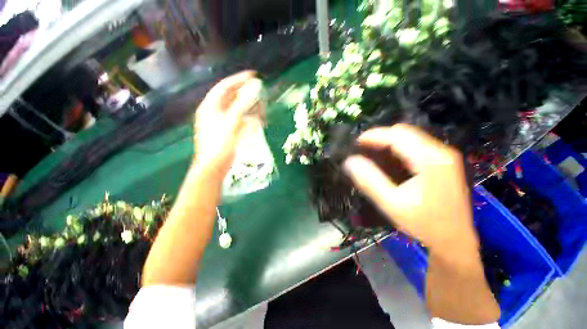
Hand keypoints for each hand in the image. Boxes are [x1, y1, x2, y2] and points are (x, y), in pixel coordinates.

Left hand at [193, 71, 259, 177]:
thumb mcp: (231, 123)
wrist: (214, 168)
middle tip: (260, 93)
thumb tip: (254, 88)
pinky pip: (239, 120)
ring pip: (237, 109)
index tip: (253, 75)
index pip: (225, 87)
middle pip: (232, 98)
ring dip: (249, 107)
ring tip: (262, 108)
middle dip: (246, 94)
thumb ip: (242, 105)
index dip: (239, 79)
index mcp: (211, 107)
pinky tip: (257, 121)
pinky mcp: (227, 132)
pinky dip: (248, 118)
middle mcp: (214, 112)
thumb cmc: (220, 145)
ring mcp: (221, 122)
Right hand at [343, 124, 478, 253]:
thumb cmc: (424, 224)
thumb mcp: (391, 203)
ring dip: (389, 142)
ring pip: (411, 137)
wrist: (454, 241)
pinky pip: (417, 146)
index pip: (397, 136)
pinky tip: (389, 160)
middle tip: (362, 149)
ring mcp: (445, 156)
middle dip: (381, 137)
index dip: (374, 135)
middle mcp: (441, 151)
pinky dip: (399, 148)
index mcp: (430, 159)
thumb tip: (350, 161)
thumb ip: (369, 180)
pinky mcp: (444, 162)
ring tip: (372, 153)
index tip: (356, 142)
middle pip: (405, 133)